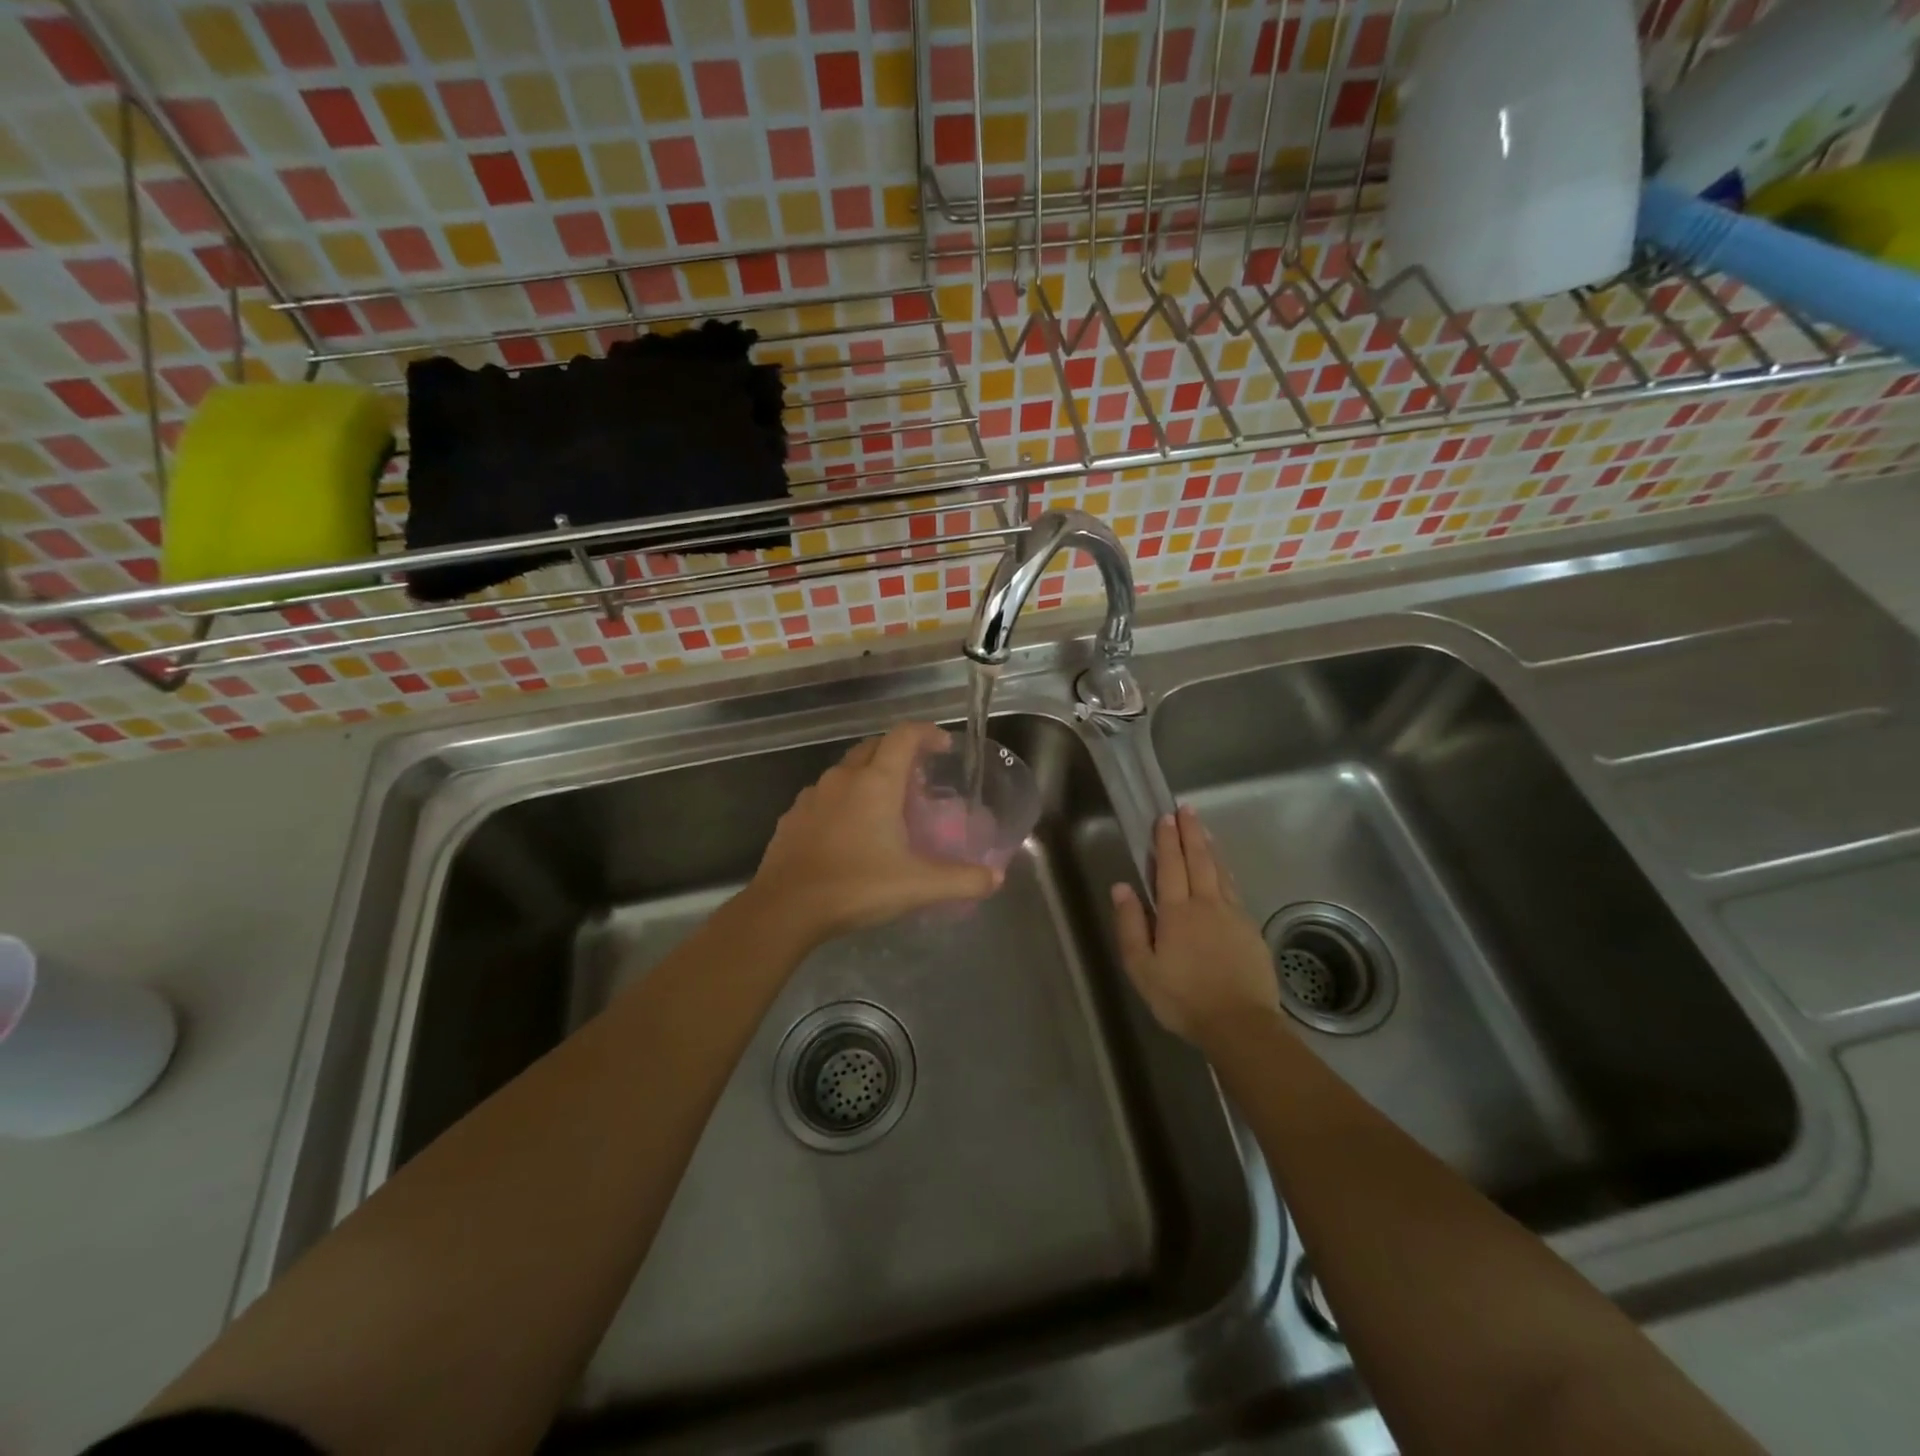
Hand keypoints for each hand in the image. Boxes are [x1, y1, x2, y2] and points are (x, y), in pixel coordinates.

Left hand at [748, 723, 1001, 946]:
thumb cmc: (856, 886)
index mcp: (875, 782)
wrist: (785, 909)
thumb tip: (995, 878)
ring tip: (886, 805)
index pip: (904, 736)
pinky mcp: (793, 817)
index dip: (927, 733)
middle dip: (898, 752)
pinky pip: (825, 796)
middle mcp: (843, 778)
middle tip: (918, 779)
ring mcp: (812, 796)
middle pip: (874, 747)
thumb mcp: (918, 886)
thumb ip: (962, 880)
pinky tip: (849, 831)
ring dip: (869, 776)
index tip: (943, 746)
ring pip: (846, 770)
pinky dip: (844, 800)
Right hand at [1111, 805, 1279, 1044]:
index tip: (1164, 817)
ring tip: (1204, 828)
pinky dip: (1226, 871)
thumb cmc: (1183, 998)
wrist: (1241, 1025)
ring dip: (1210, 847)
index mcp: (1177, 912)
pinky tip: (1223, 871)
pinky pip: (1235, 889)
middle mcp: (1207, 904)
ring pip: (1220, 871)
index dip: (1167, 840)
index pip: (1170, 866)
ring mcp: (1233, 915)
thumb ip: (1131, 925)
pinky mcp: (1251, 930)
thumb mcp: (1142, 968)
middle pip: (1199, 860)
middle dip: (1190, 832)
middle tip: (1186, 808)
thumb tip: (1121, 887)